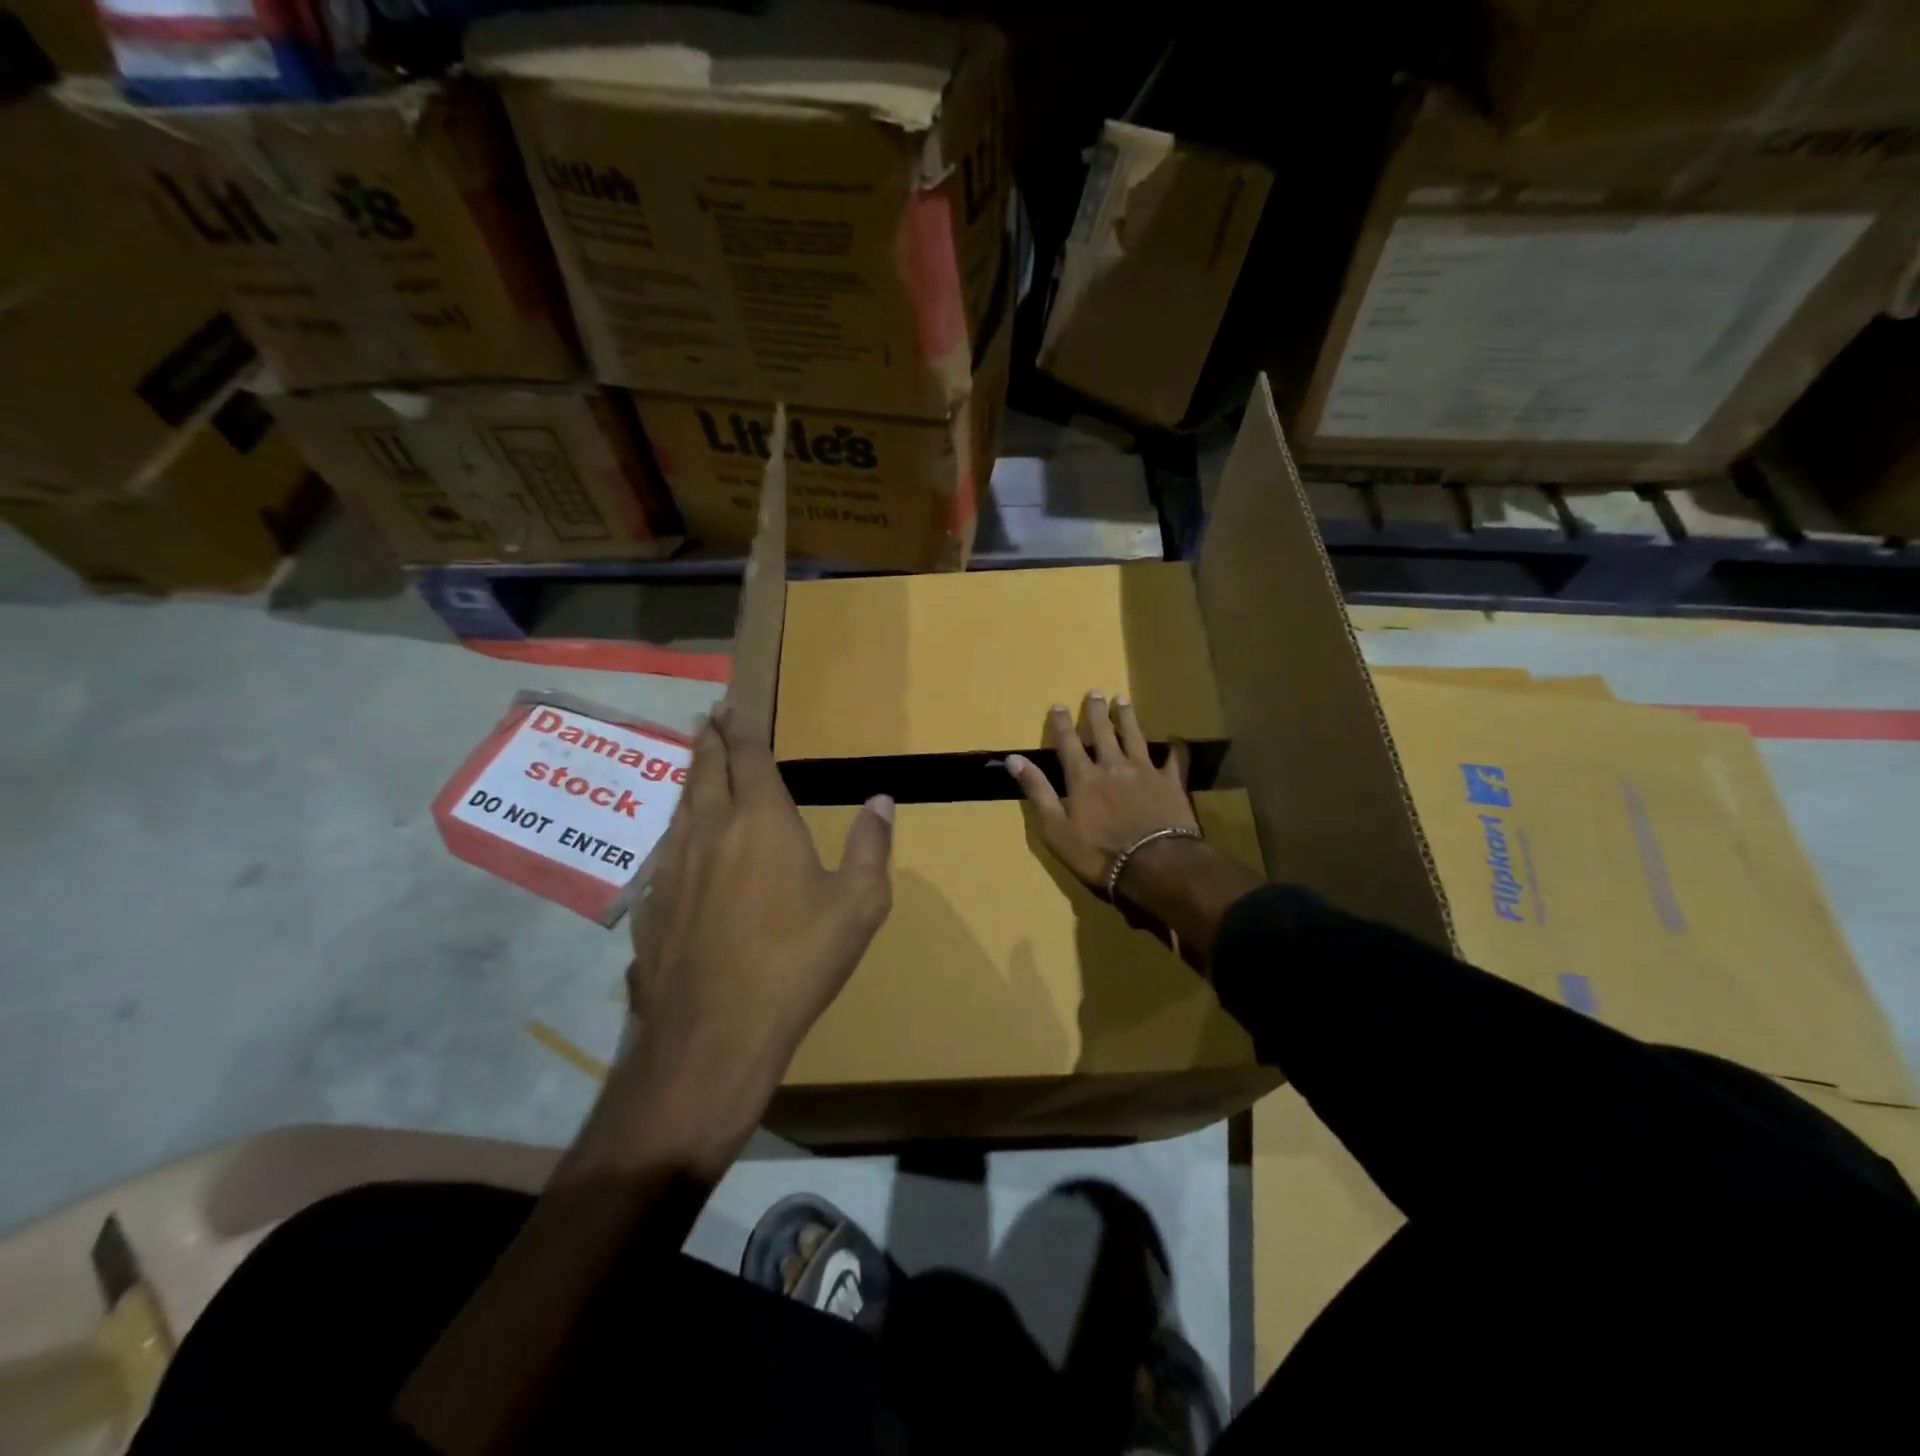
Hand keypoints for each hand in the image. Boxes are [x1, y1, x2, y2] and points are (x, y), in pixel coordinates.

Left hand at [627, 707, 893, 1121]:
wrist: (716, 1031)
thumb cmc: (798, 960)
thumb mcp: (858, 905)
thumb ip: (870, 846)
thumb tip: (881, 799)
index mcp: (761, 820)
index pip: (749, 758)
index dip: (742, 730)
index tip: (733, 707)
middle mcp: (711, 830)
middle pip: (706, 771)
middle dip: (709, 740)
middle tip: (708, 717)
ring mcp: (673, 867)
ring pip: (680, 807)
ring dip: (690, 780)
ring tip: (695, 766)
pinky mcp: (652, 904)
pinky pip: (665, 850)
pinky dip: (676, 830)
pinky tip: (680, 843)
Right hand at [1007, 691, 1261, 967]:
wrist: (1153, 865)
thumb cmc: (1097, 853)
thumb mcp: (1055, 828)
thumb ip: (1037, 791)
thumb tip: (1014, 759)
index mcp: (1083, 777)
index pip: (1068, 743)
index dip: (1061, 723)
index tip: (1057, 705)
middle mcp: (1113, 766)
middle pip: (1103, 732)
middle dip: (1096, 712)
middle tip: (1095, 692)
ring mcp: (1145, 772)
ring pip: (1135, 736)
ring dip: (1128, 718)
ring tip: (1123, 700)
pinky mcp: (1171, 784)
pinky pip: (1174, 760)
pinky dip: (1174, 748)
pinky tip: (1175, 739)